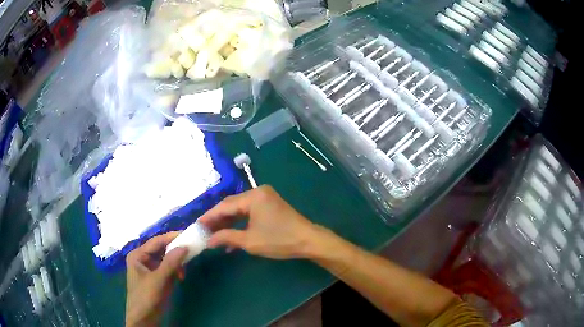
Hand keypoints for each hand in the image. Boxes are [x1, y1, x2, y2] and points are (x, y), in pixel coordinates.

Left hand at [126, 232, 187, 326]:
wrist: (144, 319)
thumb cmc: (146, 297)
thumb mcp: (158, 280)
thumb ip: (170, 263)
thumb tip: (184, 246)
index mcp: (138, 255)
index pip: (156, 241)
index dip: (171, 237)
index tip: (188, 235)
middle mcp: (143, 259)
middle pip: (161, 249)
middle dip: (175, 251)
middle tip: (191, 251)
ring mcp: (150, 269)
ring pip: (166, 259)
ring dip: (176, 262)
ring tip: (185, 269)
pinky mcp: (157, 278)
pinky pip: (168, 269)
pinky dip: (175, 271)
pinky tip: (181, 276)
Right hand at [198, 185, 321, 258]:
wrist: (308, 241)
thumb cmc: (279, 240)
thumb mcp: (250, 241)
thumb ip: (227, 238)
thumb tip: (208, 241)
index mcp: (253, 196)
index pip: (224, 206)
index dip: (209, 217)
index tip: (197, 225)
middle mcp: (258, 192)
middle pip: (231, 205)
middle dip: (218, 219)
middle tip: (204, 231)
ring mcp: (265, 198)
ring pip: (240, 210)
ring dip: (228, 222)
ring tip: (214, 235)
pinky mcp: (270, 205)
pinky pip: (249, 212)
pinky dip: (240, 223)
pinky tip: (231, 236)